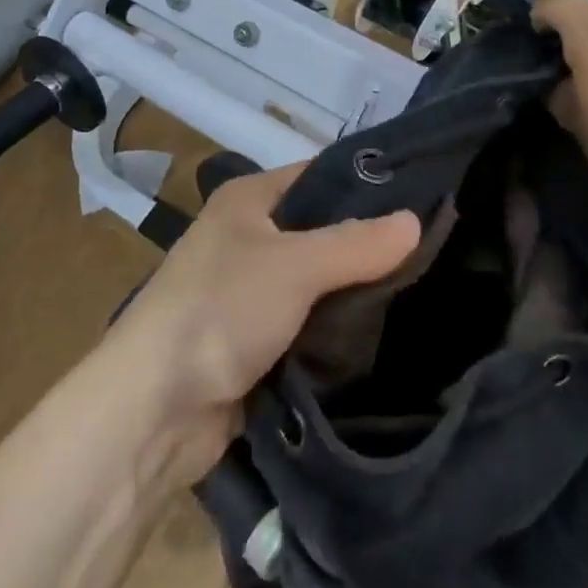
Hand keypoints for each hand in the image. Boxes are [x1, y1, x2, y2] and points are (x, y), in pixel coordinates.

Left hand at [109, 164, 420, 481]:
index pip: (320, 175)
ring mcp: (251, 292)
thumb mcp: (295, 266)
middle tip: (434, 248)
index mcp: (248, 200)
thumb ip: (357, 243)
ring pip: (319, 281)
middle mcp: (248, 237)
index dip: (368, 183)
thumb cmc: (220, 311)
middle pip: (322, 230)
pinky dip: (339, 328)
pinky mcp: (257, 340)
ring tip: (425, 288)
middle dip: (369, 243)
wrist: (153, 412)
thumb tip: (417, 220)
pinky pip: (310, 323)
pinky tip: (387, 330)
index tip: (426, 196)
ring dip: (357, 291)